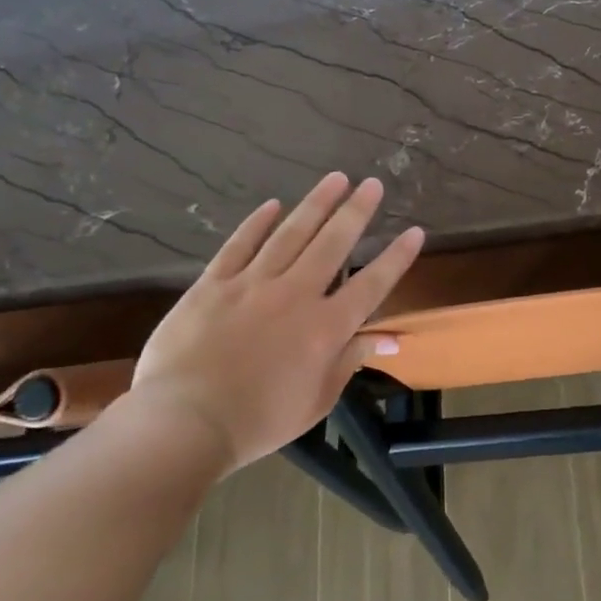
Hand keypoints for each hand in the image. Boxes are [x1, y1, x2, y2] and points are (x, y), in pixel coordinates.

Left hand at [130, 173, 424, 474]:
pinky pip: (240, 245)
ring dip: (316, 204)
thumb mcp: (318, 400)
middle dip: (357, 212)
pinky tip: (273, 205)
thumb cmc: (260, 421)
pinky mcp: (213, 285)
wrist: (185, 422)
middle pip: (333, 244)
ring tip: (336, 179)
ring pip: (291, 234)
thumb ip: (352, 360)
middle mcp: (296, 295)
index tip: (415, 231)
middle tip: (373, 184)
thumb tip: (392, 339)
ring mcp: (252, 285)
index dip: (396, 257)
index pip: (372, 284)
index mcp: (326, 328)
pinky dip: (258, 223)